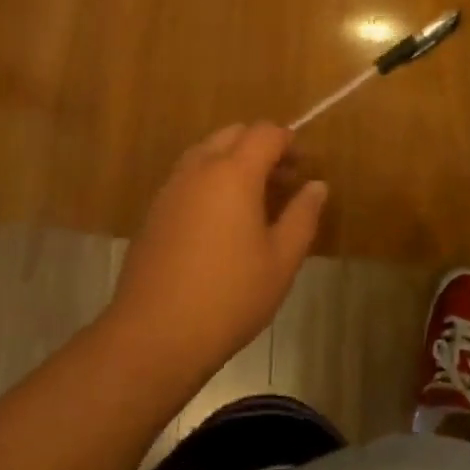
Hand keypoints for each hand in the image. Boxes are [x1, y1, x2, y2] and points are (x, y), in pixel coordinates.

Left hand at [107, 122, 326, 388]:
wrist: (153, 335)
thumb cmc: (229, 296)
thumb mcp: (281, 260)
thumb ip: (303, 216)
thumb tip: (317, 186)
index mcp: (233, 173)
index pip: (265, 133)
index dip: (288, 142)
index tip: (304, 166)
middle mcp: (199, 169)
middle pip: (233, 134)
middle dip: (261, 146)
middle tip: (282, 180)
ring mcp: (171, 188)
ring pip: (206, 152)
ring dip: (233, 161)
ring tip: (253, 200)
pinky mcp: (154, 211)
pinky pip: (188, 176)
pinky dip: (210, 180)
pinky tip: (221, 221)